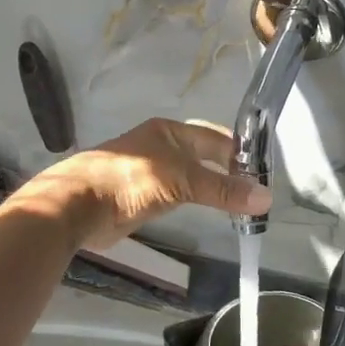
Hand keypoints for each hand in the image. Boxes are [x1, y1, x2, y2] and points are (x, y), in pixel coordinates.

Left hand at [17, 118, 272, 247]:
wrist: (78, 206)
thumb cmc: (131, 181)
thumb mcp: (182, 181)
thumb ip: (223, 189)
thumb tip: (266, 197)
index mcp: (169, 131)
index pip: (215, 138)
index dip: (240, 153)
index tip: (264, 174)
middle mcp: (161, 147)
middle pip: (204, 157)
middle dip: (229, 172)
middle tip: (256, 193)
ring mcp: (150, 173)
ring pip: (192, 178)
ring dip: (213, 189)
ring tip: (241, 206)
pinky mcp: (141, 198)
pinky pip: (178, 196)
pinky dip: (196, 202)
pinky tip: (209, 213)